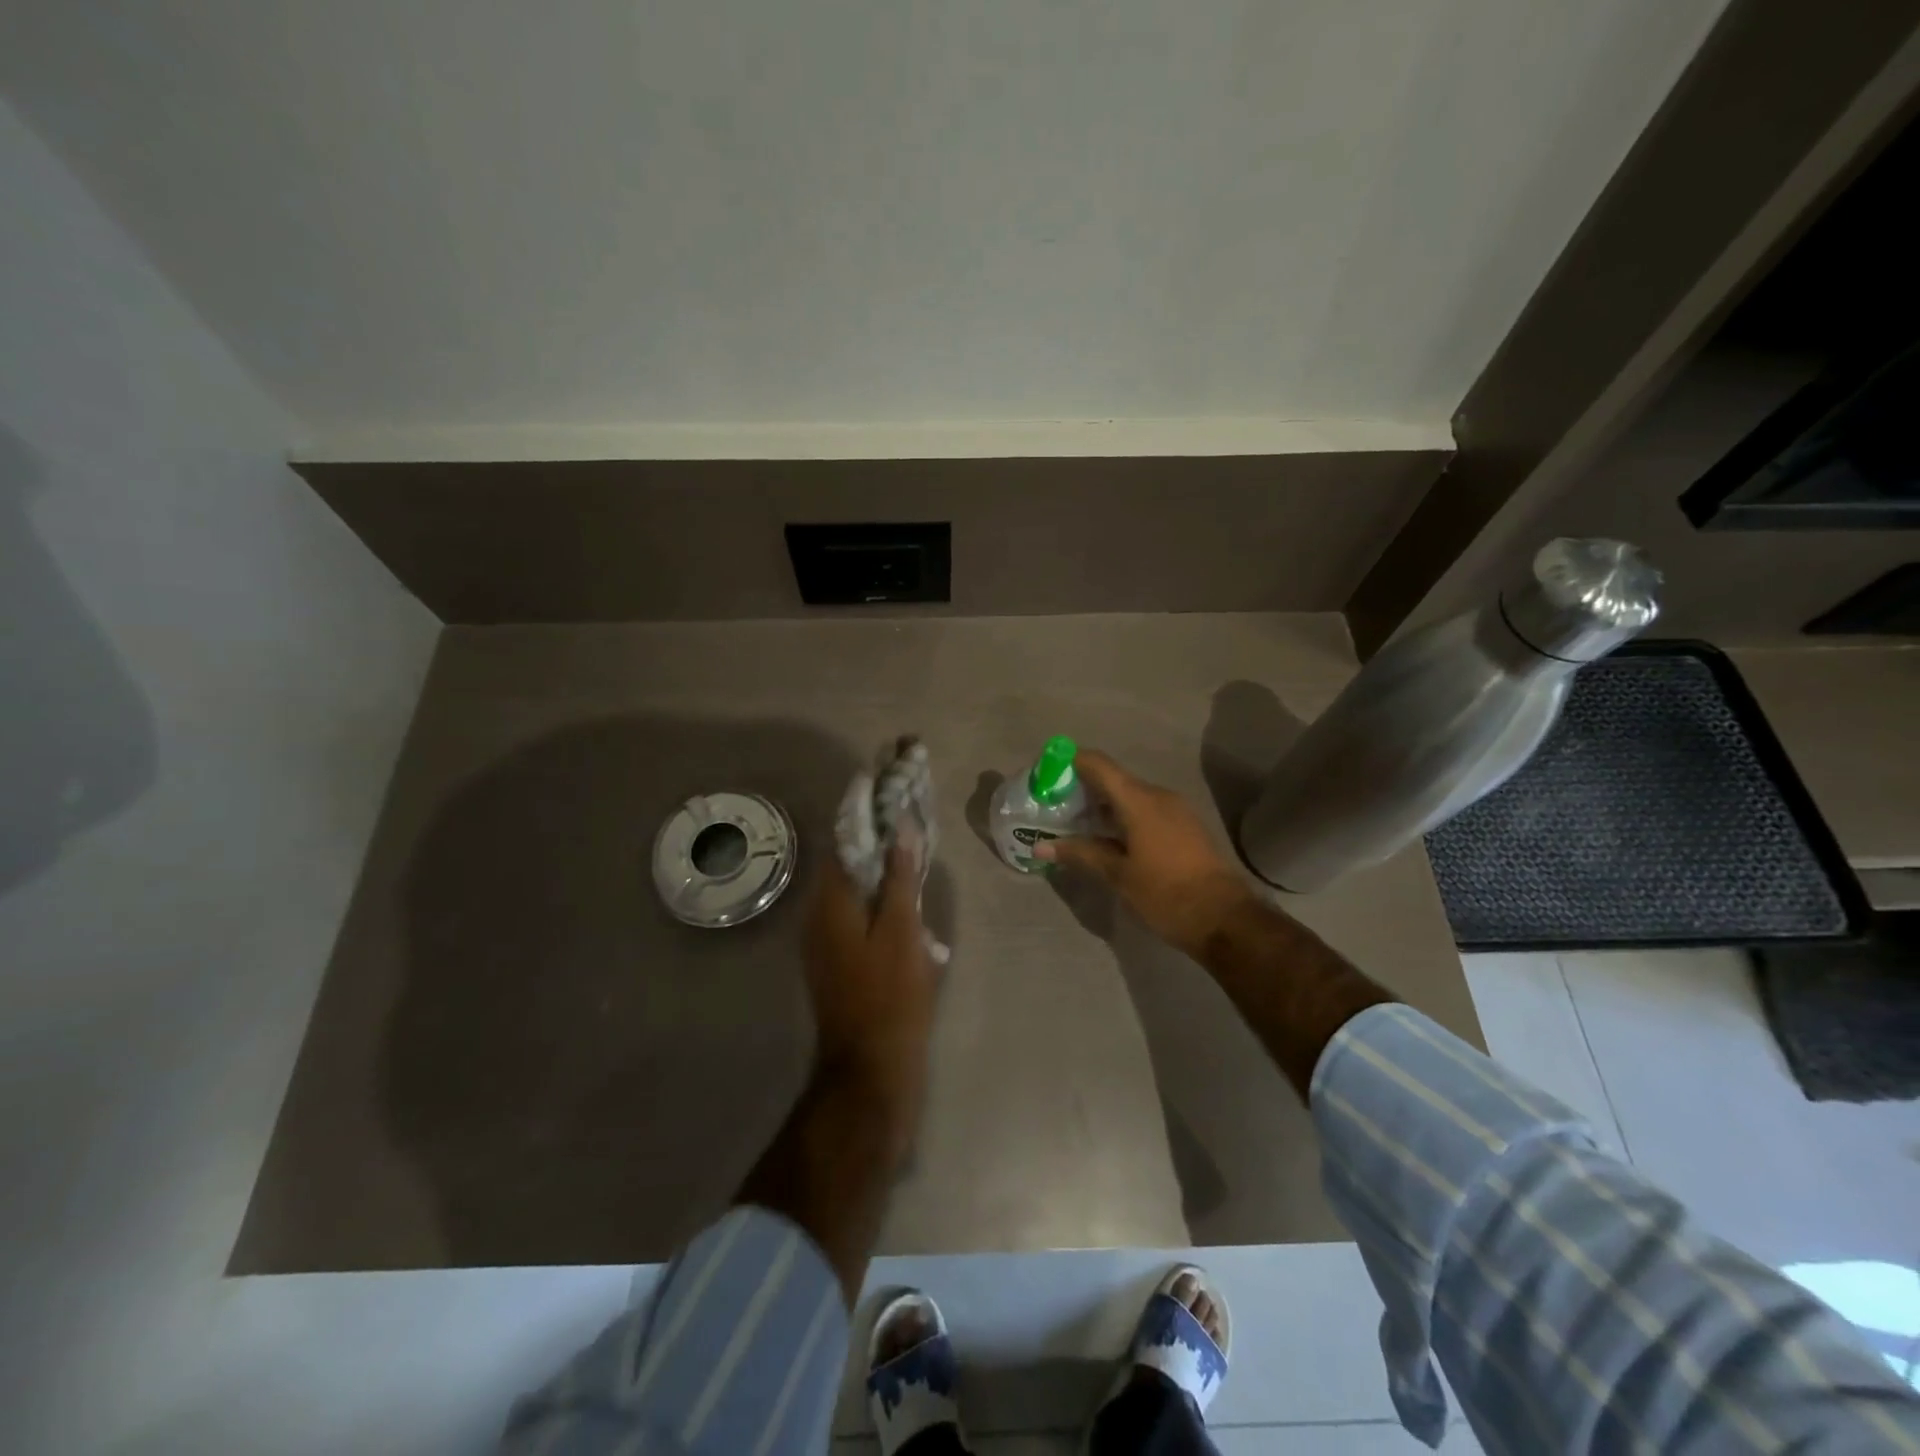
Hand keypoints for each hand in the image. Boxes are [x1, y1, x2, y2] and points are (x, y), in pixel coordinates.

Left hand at [803, 838, 940, 1120]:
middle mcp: (817, 917)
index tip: (896, 803)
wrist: (869, 1069)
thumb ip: (900, 878)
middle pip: (847, 869)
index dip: (869, 821)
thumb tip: (900, 828)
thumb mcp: (903, 931)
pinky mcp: (835, 964)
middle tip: (915, 838)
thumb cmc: (890, 996)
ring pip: (853, 897)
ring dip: (881, 882)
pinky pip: (855, 922)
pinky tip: (909, 919)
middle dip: (879, 851)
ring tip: (916, 874)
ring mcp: (823, 944)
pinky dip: (878, 910)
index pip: (843, 843)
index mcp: (829, 903)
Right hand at [1034, 750, 1255, 958]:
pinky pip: (1146, 809)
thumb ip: (1080, 854)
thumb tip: (1041, 847)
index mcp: (1139, 801)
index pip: (1098, 764)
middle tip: (1054, 807)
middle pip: (1113, 779)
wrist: (1226, 919)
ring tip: (1076, 825)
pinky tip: (1109, 839)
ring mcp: (1176, 810)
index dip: (1070, 762)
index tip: (1046, 774)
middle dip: (1082, 788)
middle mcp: (1158, 796)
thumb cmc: (1166, 894)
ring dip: (1103, 805)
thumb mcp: (1118, 876)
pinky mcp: (1185, 826)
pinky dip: (1123, 816)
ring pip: (1130, 796)